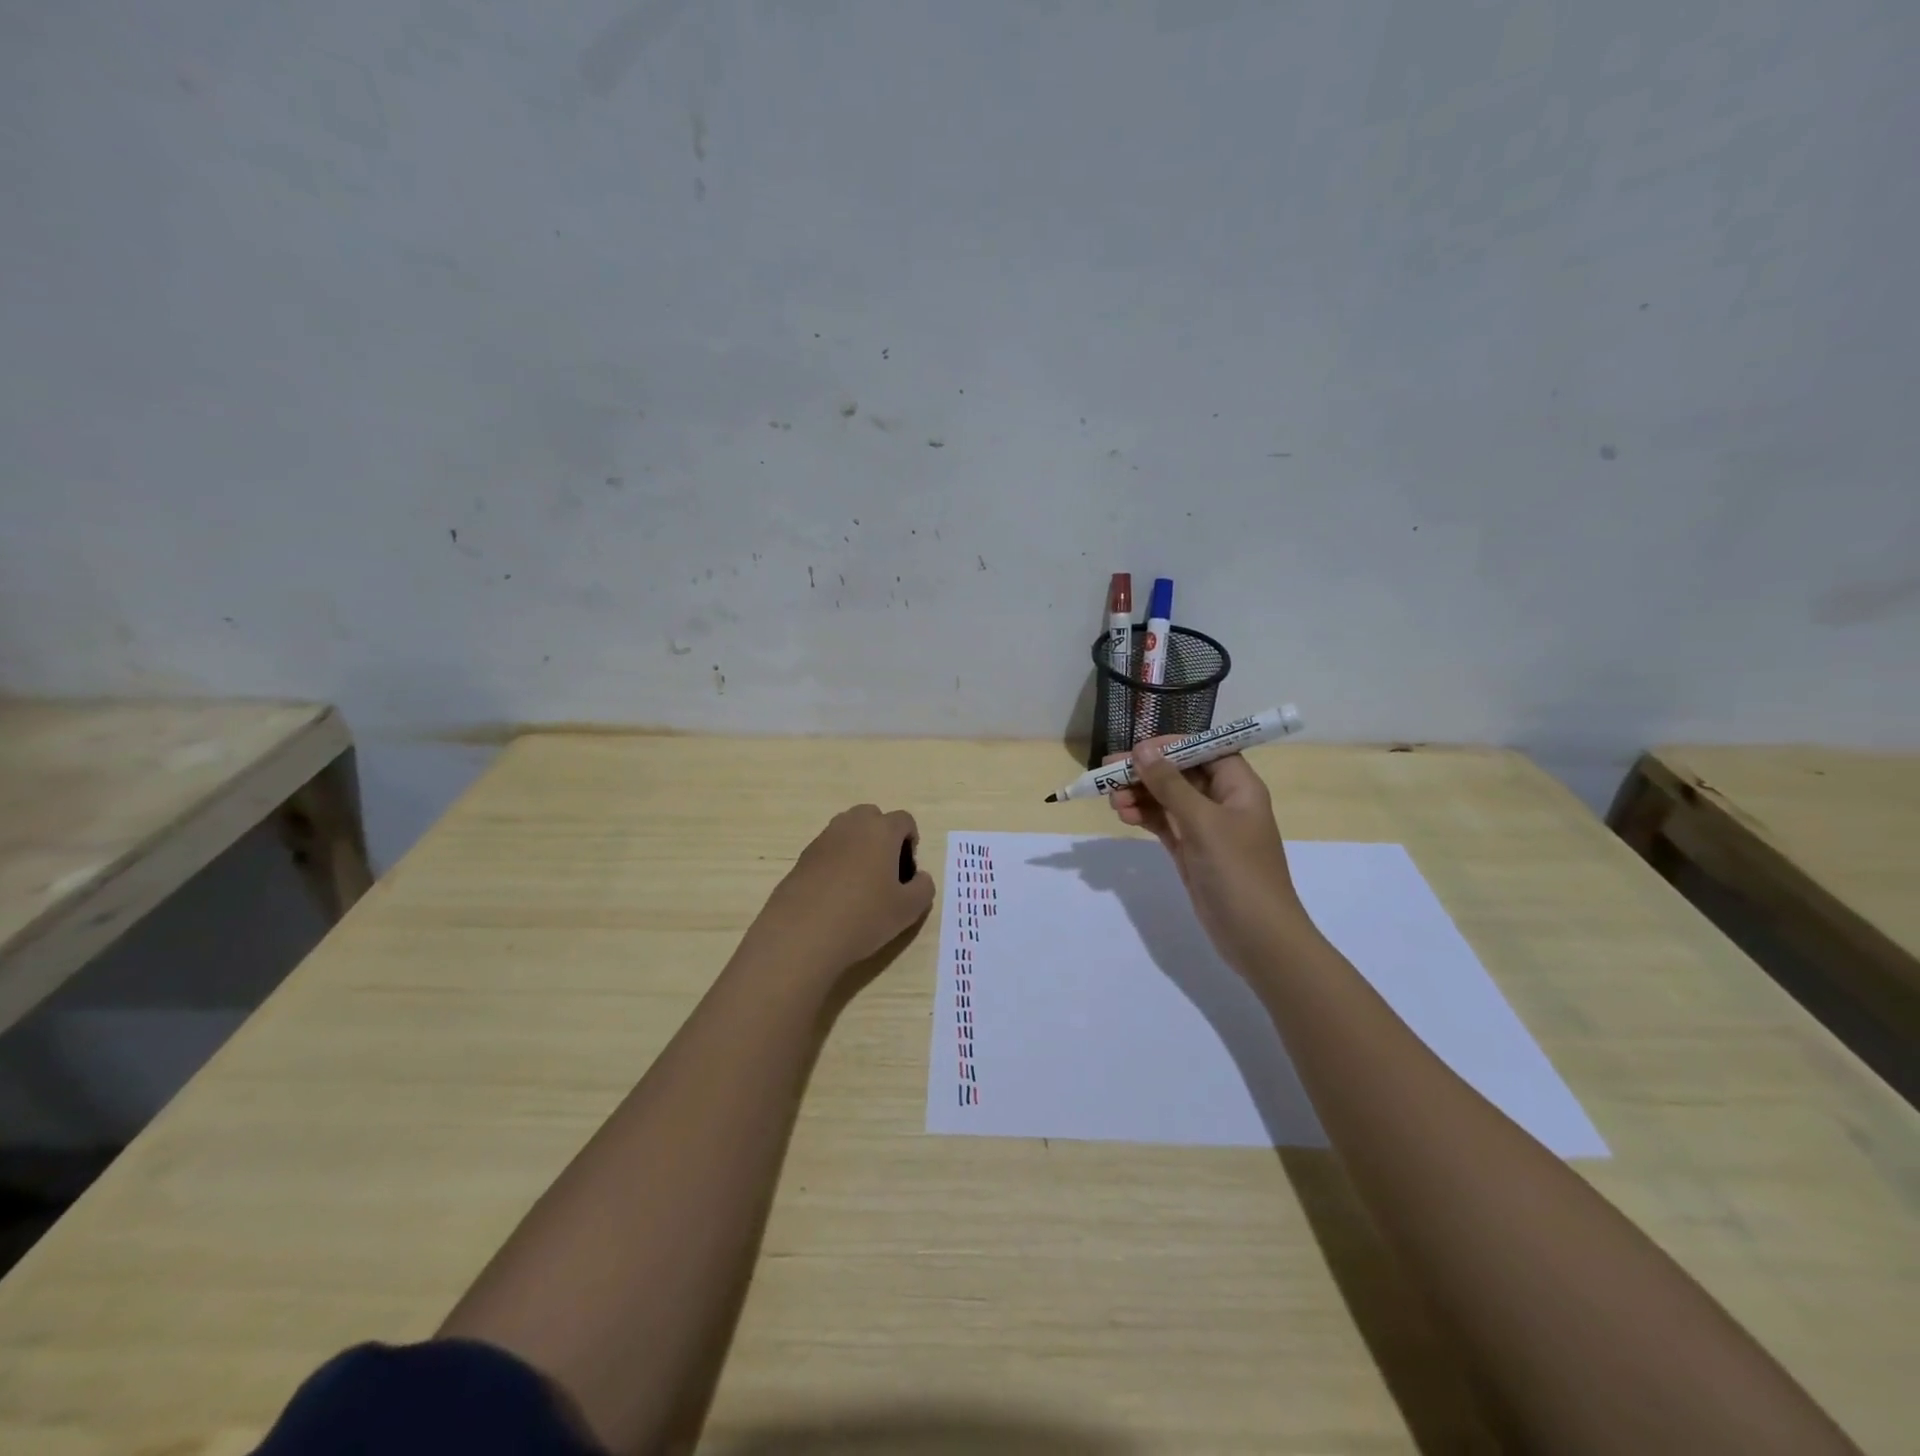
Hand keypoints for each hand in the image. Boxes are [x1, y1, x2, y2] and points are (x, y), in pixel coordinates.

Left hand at [748, 804, 935, 983]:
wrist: (802, 934)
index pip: (904, 820)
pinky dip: (836, 863)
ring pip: (848, 832)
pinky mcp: (802, 858)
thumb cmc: (864, 916)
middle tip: (885, 872)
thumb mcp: (908, 909)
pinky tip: (835, 896)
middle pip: (873, 817)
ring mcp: (823, 839)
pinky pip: (828, 851)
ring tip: (860, 885)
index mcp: (881, 830)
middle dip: (883, 837)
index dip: (911, 842)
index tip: (907, 872)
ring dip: (858, 848)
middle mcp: (851, 825)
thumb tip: (918, 877)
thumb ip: (923, 888)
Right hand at [1108, 739, 1308, 972]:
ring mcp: (1206, 828)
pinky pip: (1163, 823)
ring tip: (1113, 802)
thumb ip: (1170, 784)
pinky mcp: (1191, 851)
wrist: (1257, 937)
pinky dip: (1144, 817)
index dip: (1172, 745)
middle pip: (1180, 773)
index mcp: (1239, 787)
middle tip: (1108, 772)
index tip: (1137, 749)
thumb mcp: (1203, 822)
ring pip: (1167, 799)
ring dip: (1140, 795)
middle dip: (1146, 771)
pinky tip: (1124, 816)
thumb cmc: (1237, 871)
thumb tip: (1143, 750)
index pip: (1205, 749)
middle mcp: (1223, 802)